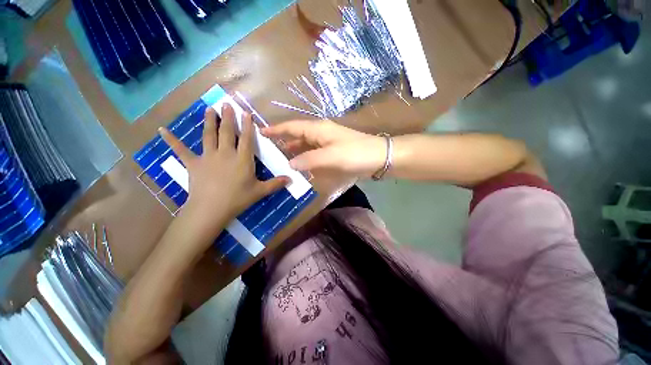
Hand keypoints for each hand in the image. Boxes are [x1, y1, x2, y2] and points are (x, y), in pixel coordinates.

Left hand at [160, 104, 289, 235]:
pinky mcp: (193, 163)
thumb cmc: (238, 199)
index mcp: (242, 159)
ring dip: (209, 121)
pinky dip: (171, 140)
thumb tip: (291, 179)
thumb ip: (275, 184)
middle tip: (227, 104)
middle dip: (228, 118)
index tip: (246, 113)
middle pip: (228, 132)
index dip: (248, 126)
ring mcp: (208, 157)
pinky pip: (180, 150)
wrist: (211, 209)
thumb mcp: (260, 191)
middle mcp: (226, 153)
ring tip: (209, 109)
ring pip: (208, 135)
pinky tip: (162, 130)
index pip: (247, 139)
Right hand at [261, 120, 385, 177]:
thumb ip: (308, 160)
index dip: (277, 129)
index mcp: (318, 129)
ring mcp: (328, 144)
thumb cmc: (354, 153)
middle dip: (284, 142)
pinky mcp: (333, 153)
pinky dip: (306, 159)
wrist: (378, 158)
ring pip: (306, 146)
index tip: (261, 132)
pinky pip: (315, 154)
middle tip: (269, 152)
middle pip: (298, 136)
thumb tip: (290, 164)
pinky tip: (301, 166)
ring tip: (281, 161)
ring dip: (295, 152)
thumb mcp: (330, 156)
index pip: (292, 127)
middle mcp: (321, 134)